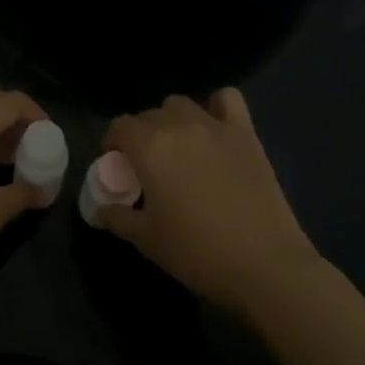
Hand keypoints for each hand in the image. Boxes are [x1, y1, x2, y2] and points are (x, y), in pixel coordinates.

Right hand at [96, 89, 320, 315]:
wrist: (264, 264)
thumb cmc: (197, 252)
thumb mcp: (147, 240)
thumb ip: (118, 217)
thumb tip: (100, 210)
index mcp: (150, 147)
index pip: (120, 126)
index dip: (113, 143)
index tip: (117, 165)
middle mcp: (179, 126)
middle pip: (149, 115)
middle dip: (141, 135)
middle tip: (147, 167)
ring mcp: (215, 125)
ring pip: (181, 105)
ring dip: (172, 120)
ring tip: (178, 149)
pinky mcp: (245, 133)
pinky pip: (227, 99)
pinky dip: (216, 106)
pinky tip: (215, 128)